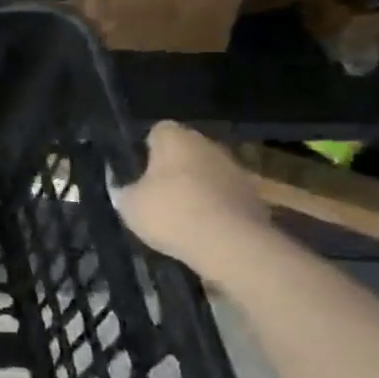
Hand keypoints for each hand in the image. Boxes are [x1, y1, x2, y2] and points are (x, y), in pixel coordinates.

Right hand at [112, 122, 271, 273]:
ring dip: (197, 189)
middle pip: (185, 152)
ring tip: (181, 217)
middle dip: (173, 169)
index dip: (146, 150)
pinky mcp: (255, 198)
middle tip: (156, 194)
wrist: (231, 246)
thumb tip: (124, 186)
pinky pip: (225, 199)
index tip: (137, 172)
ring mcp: (236, 170)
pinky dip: (216, 210)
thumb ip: (123, 190)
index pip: (157, 131)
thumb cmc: (171, 213)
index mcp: (175, 137)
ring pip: (208, 175)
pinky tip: (204, 231)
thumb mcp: (129, 205)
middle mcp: (208, 145)